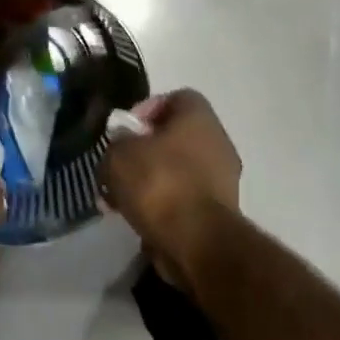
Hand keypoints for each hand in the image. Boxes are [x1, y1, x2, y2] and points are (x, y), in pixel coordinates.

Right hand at [100, 90, 241, 278]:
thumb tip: (121, 147)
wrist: (197, 242)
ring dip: (150, 181)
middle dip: (143, 152)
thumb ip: (116, 143)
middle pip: (174, 137)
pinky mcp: (219, 212)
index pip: (175, 98)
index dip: (146, 110)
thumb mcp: (119, 155)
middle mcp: (218, 142)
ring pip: (177, 170)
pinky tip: (138, 219)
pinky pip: (184, 199)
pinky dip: (162, 206)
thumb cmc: (159, 183)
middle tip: (118, 168)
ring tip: (120, 200)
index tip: (124, 132)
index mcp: (199, 117)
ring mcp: (223, 179)